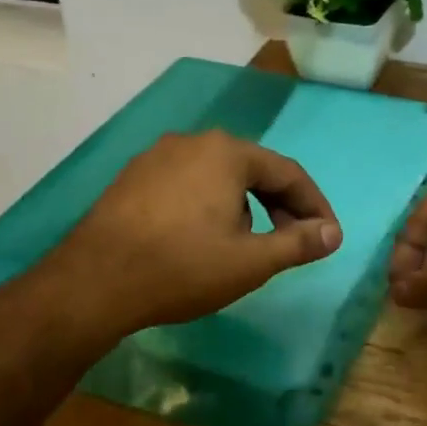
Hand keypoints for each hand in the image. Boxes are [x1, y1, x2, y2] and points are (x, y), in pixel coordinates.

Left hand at [32, 129, 342, 340]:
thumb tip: (333, 234)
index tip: (327, 237)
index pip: (288, 173)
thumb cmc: (182, 268)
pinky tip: (203, 239)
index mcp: (227, 152)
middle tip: (293, 242)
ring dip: (245, 207)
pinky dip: (209, 207)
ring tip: (248, 245)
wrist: (93, 283)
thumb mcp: (250, 262)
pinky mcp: (132, 178)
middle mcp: (192, 142)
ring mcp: (156, 157)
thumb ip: (298, 244)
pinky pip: (187, 185)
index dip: (315, 206)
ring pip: (218, 178)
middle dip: (280, 206)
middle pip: (252, 171)